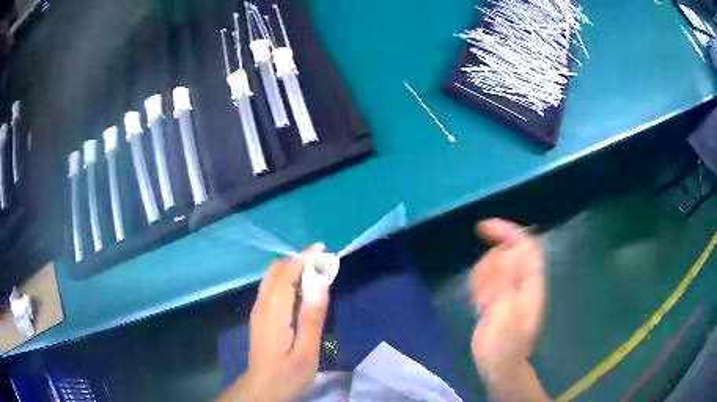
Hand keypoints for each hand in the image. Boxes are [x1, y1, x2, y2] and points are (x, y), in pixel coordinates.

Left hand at [218, 244, 328, 401]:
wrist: (262, 389)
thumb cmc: (288, 374)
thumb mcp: (306, 351)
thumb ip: (312, 317)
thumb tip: (320, 282)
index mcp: (273, 312)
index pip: (286, 273)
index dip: (304, 258)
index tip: (323, 250)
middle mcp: (262, 305)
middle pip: (276, 270)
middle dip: (298, 260)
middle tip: (323, 263)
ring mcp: (258, 310)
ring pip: (272, 277)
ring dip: (293, 268)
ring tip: (316, 273)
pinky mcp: (260, 316)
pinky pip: (271, 287)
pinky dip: (287, 279)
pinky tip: (301, 291)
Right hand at [470, 219, 546, 398]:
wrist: (498, 365)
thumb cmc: (505, 343)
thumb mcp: (508, 312)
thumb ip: (510, 279)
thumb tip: (514, 248)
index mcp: (530, 282)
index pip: (525, 245)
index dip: (508, 232)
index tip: (483, 228)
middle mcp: (522, 281)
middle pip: (505, 253)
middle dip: (489, 265)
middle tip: (483, 294)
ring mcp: (509, 288)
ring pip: (493, 264)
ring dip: (482, 277)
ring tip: (482, 303)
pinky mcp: (496, 297)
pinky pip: (486, 278)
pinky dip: (478, 285)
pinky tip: (479, 304)